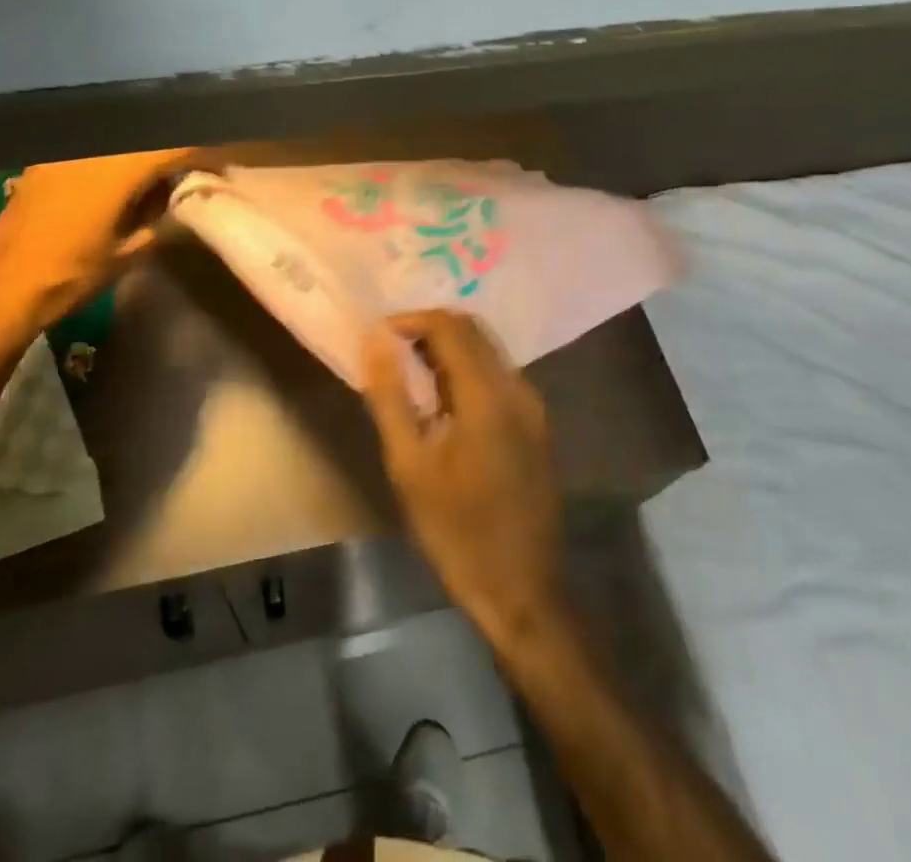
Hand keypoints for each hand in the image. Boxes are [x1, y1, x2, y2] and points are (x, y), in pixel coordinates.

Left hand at [0, 148, 196, 330]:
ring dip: (142, 151)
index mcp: (116, 171)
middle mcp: (91, 150)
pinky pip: (91, 147)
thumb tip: (179, 196)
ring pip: (118, 138)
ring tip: (154, 175)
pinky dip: (112, 156)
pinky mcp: (44, 160)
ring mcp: (63, 152)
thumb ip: (160, 218)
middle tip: (189, 170)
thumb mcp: (129, 253)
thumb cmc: (72, 276)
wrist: (3, 289)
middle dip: (172, 149)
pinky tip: (115, 179)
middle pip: (146, 136)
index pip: (173, 147)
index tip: (219, 167)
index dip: (202, 154)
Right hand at [362, 310, 564, 646]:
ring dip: (448, 348)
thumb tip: (375, 339)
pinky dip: (466, 369)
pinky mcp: (536, 423)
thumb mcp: (409, 465)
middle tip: (390, 352)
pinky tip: (442, 399)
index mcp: (488, 394)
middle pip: (472, 330)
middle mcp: (517, 388)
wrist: (521, 590)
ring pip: (487, 349)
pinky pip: (498, 374)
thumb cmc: (457, 530)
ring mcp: (532, 405)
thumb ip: (390, 395)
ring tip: (409, 373)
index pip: (449, 326)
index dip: (410, 320)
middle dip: (428, 329)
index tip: (378, 337)